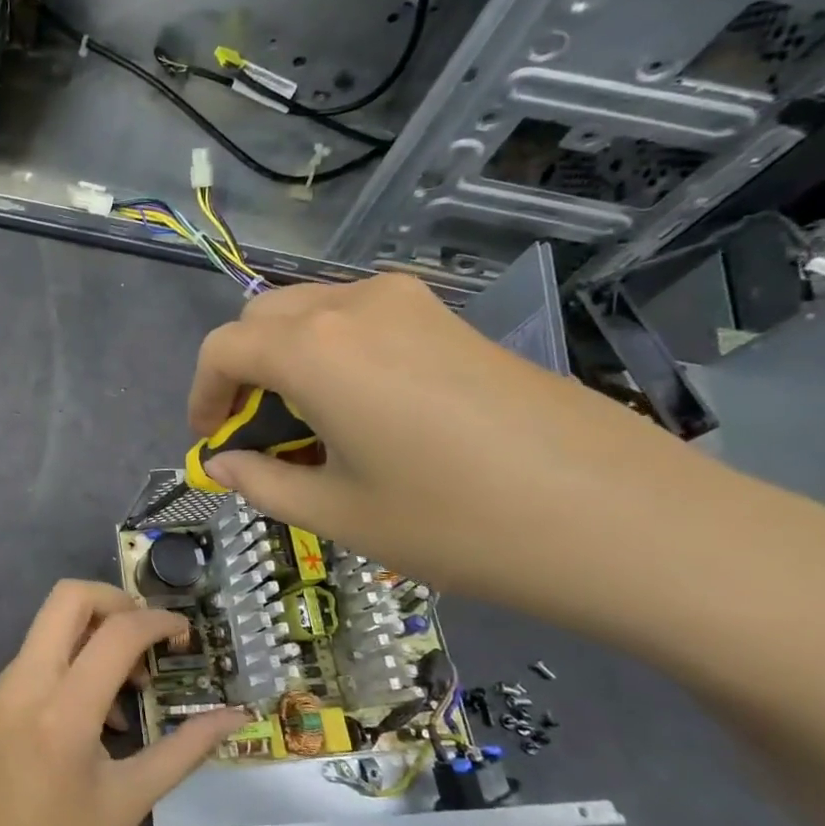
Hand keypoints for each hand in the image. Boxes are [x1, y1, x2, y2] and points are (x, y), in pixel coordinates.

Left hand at [0, 580, 246, 825]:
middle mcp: (26, 682)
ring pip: (51, 620)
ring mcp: (3, 685)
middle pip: (69, 596)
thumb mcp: (130, 800)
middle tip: (149, 638)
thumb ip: (184, 750)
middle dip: (117, 601)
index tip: (185, 634)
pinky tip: (95, 710)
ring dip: (95, 631)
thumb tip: (233, 717)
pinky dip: (73, 656)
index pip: (116, 632)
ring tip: (129, 689)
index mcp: (63, 712)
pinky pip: (38, 651)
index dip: (158, 621)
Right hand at [187, 273, 817, 647]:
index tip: (211, 442)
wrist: (621, 517)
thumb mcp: (338, 513)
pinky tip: (365, 410)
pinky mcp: (452, 318)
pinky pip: (363, 319)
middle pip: (264, 319)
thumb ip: (263, 481)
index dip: (203, 395)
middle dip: (241, 371)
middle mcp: (355, 305)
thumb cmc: (456, 522)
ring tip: (309, 425)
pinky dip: (335, 352)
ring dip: (288, 358)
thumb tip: (223, 464)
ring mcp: (412, 303)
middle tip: (254, 433)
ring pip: (314, 312)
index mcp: (314, 348)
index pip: (223, 348)